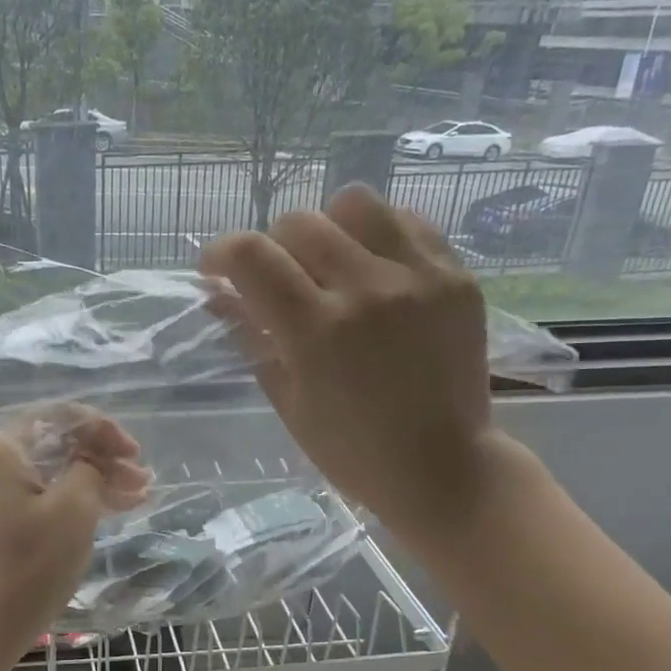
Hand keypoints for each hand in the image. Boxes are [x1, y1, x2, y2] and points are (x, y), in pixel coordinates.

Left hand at [0, 411, 149, 659]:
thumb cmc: (30, 564)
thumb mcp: (74, 509)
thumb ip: (90, 468)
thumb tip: (91, 459)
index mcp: (4, 448)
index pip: (61, 417)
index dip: (103, 429)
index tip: (133, 454)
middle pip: (58, 444)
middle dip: (104, 458)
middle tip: (142, 479)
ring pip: (54, 473)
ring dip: (96, 480)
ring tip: (137, 496)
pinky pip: (43, 497)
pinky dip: (76, 501)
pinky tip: (110, 510)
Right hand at [201, 184, 502, 545]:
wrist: (442, 467)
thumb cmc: (349, 449)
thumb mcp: (286, 398)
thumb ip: (250, 337)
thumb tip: (219, 294)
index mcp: (317, 331)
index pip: (250, 256)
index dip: (219, 253)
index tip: (214, 269)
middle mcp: (367, 290)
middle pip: (298, 222)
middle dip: (270, 246)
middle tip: (276, 279)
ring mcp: (418, 277)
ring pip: (354, 203)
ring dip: (326, 228)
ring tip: (329, 263)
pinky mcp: (456, 276)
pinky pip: (406, 222)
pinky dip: (377, 236)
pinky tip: (373, 269)